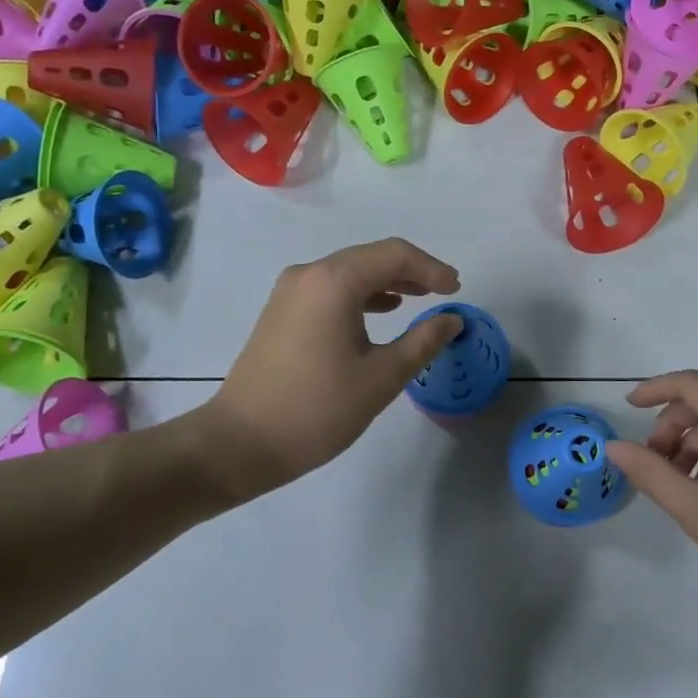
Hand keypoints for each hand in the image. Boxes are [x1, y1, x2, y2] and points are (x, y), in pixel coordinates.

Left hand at [202, 238, 463, 496]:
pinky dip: (360, 294)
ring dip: (386, 281)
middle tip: (443, 291)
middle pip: (370, 257)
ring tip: (418, 299)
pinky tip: (380, 311)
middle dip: (411, 271)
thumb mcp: (382, 377)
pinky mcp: (280, 311)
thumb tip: (452, 319)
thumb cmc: (318, 409)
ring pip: (349, 271)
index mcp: (334, 282)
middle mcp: (309, 274)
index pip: (394, 255)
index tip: (457, 289)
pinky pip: (330, 288)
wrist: (241, 442)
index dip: (431, 268)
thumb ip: (423, 341)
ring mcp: (290, 291)